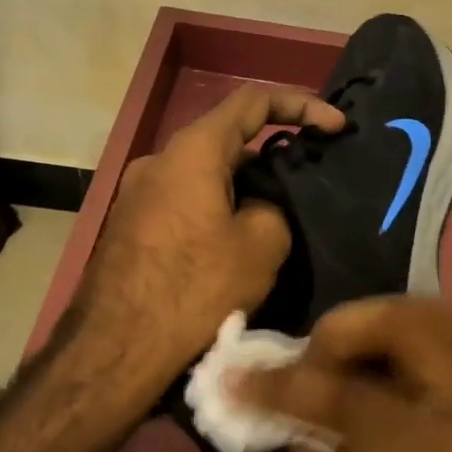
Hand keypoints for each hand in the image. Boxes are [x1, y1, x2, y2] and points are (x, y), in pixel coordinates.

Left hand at [75, 84, 344, 396]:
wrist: (114, 349)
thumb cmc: (194, 289)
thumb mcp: (260, 246)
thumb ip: (273, 209)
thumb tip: (258, 209)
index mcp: (193, 150)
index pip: (254, 101)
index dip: (303, 105)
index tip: (336, 128)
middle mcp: (159, 160)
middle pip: (227, 140)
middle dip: (272, 157)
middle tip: (306, 189)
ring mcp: (137, 193)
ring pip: (205, 175)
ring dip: (242, 189)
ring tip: (275, 225)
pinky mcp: (129, 226)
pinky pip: (184, 202)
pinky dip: (216, 210)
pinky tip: (232, 249)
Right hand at [239, 296, 451, 451]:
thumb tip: (304, 442)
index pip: (358, 407)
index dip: (287, 387)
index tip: (237, 378)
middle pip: (409, 323)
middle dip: (343, 328)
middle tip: (306, 365)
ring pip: (443, 313)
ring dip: (381, 322)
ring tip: (345, 363)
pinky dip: (419, 334)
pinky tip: (398, 372)